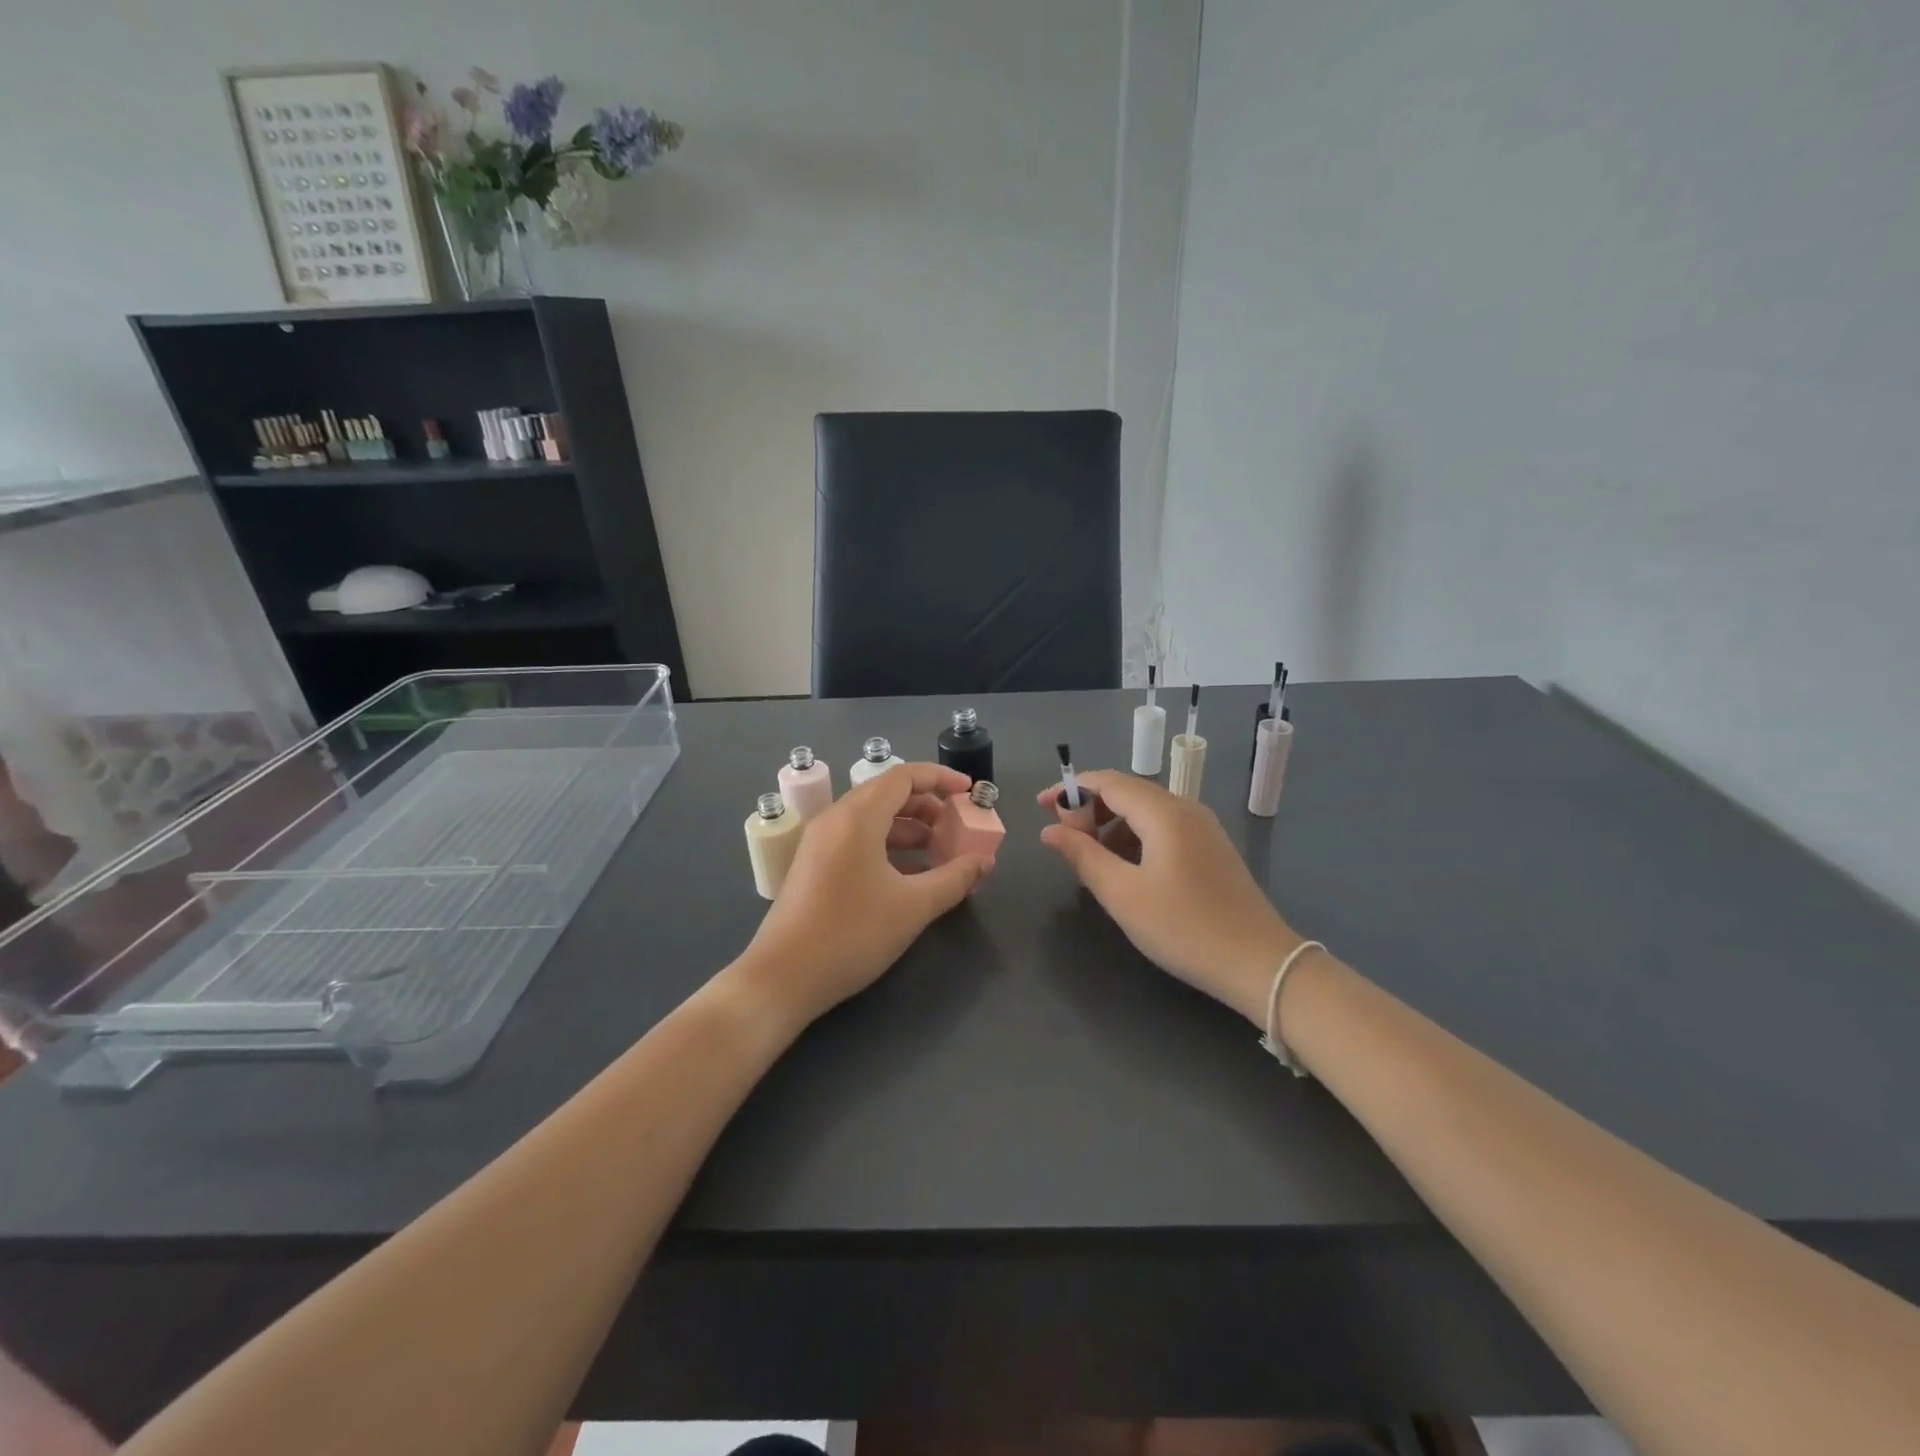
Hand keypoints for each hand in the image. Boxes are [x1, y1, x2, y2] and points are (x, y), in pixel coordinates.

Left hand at [738, 762, 993, 1029]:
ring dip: (910, 828)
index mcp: (858, 817)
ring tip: (941, 852)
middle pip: (888, 793)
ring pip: (873, 818)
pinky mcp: (814, 865)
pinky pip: (858, 839)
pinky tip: (911, 873)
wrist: (782, 978)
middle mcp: (836, 819)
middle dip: (929, 806)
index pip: (904, 776)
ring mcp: (820, 842)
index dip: (941, 778)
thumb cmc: (852, 934)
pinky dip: (889, 845)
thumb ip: (954, 879)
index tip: (970, 792)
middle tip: (959, 827)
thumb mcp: (913, 907)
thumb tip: (985, 861)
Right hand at [1037, 770, 1299, 1025]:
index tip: (1041, 807)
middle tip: (1063, 837)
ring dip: (1112, 824)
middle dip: (1090, 808)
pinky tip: (1126, 868)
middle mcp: (1186, 809)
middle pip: (1128, 792)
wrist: (1260, 964)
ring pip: (1146, 811)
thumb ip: (1083, 856)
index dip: (1070, 790)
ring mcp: (1204, 828)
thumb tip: (1049, 831)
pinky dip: (1135, 836)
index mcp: (1164, 813)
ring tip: (1090, 857)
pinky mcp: (1212, 849)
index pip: (1109, 782)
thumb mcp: (1123, 895)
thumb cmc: (1184, 927)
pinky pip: (1164, 828)